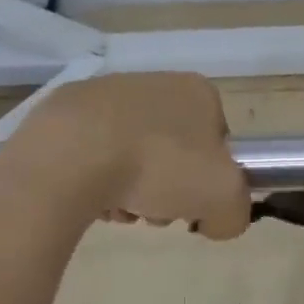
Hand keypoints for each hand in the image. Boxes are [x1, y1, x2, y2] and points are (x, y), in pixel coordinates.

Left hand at [1, 72, 250, 238]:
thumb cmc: (159, 165)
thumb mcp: (224, 197)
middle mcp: (155, 82)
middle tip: (153, 213)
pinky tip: (89, 198)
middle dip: (166, 188)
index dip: (208, 179)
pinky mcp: (67, 111)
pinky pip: (93, 152)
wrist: (74, 153)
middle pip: (173, 151)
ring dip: (131, 188)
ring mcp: (108, 93)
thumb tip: (215, 220)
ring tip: (118, 209)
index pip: (217, 141)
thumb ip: (235, 212)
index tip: (192, 204)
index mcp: (197, 92)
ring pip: (133, 154)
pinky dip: (95, 178)